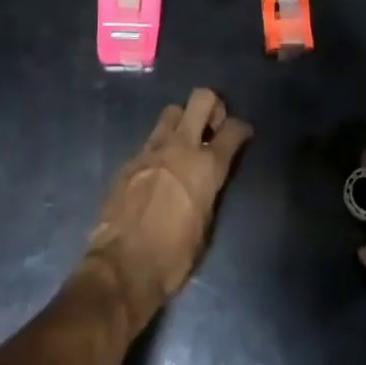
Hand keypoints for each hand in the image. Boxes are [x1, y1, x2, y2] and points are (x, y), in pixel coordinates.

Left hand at [85, 88, 252, 333]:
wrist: (122, 265)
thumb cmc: (173, 257)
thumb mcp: (205, 226)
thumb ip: (210, 192)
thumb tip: (208, 180)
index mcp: (206, 167)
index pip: (232, 130)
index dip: (241, 128)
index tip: (242, 134)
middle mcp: (181, 147)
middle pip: (201, 99)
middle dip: (212, 106)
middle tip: (212, 126)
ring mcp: (152, 149)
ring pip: (172, 111)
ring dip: (182, 121)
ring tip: (184, 143)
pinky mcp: (130, 159)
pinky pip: (151, 139)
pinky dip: (160, 147)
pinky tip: (158, 168)